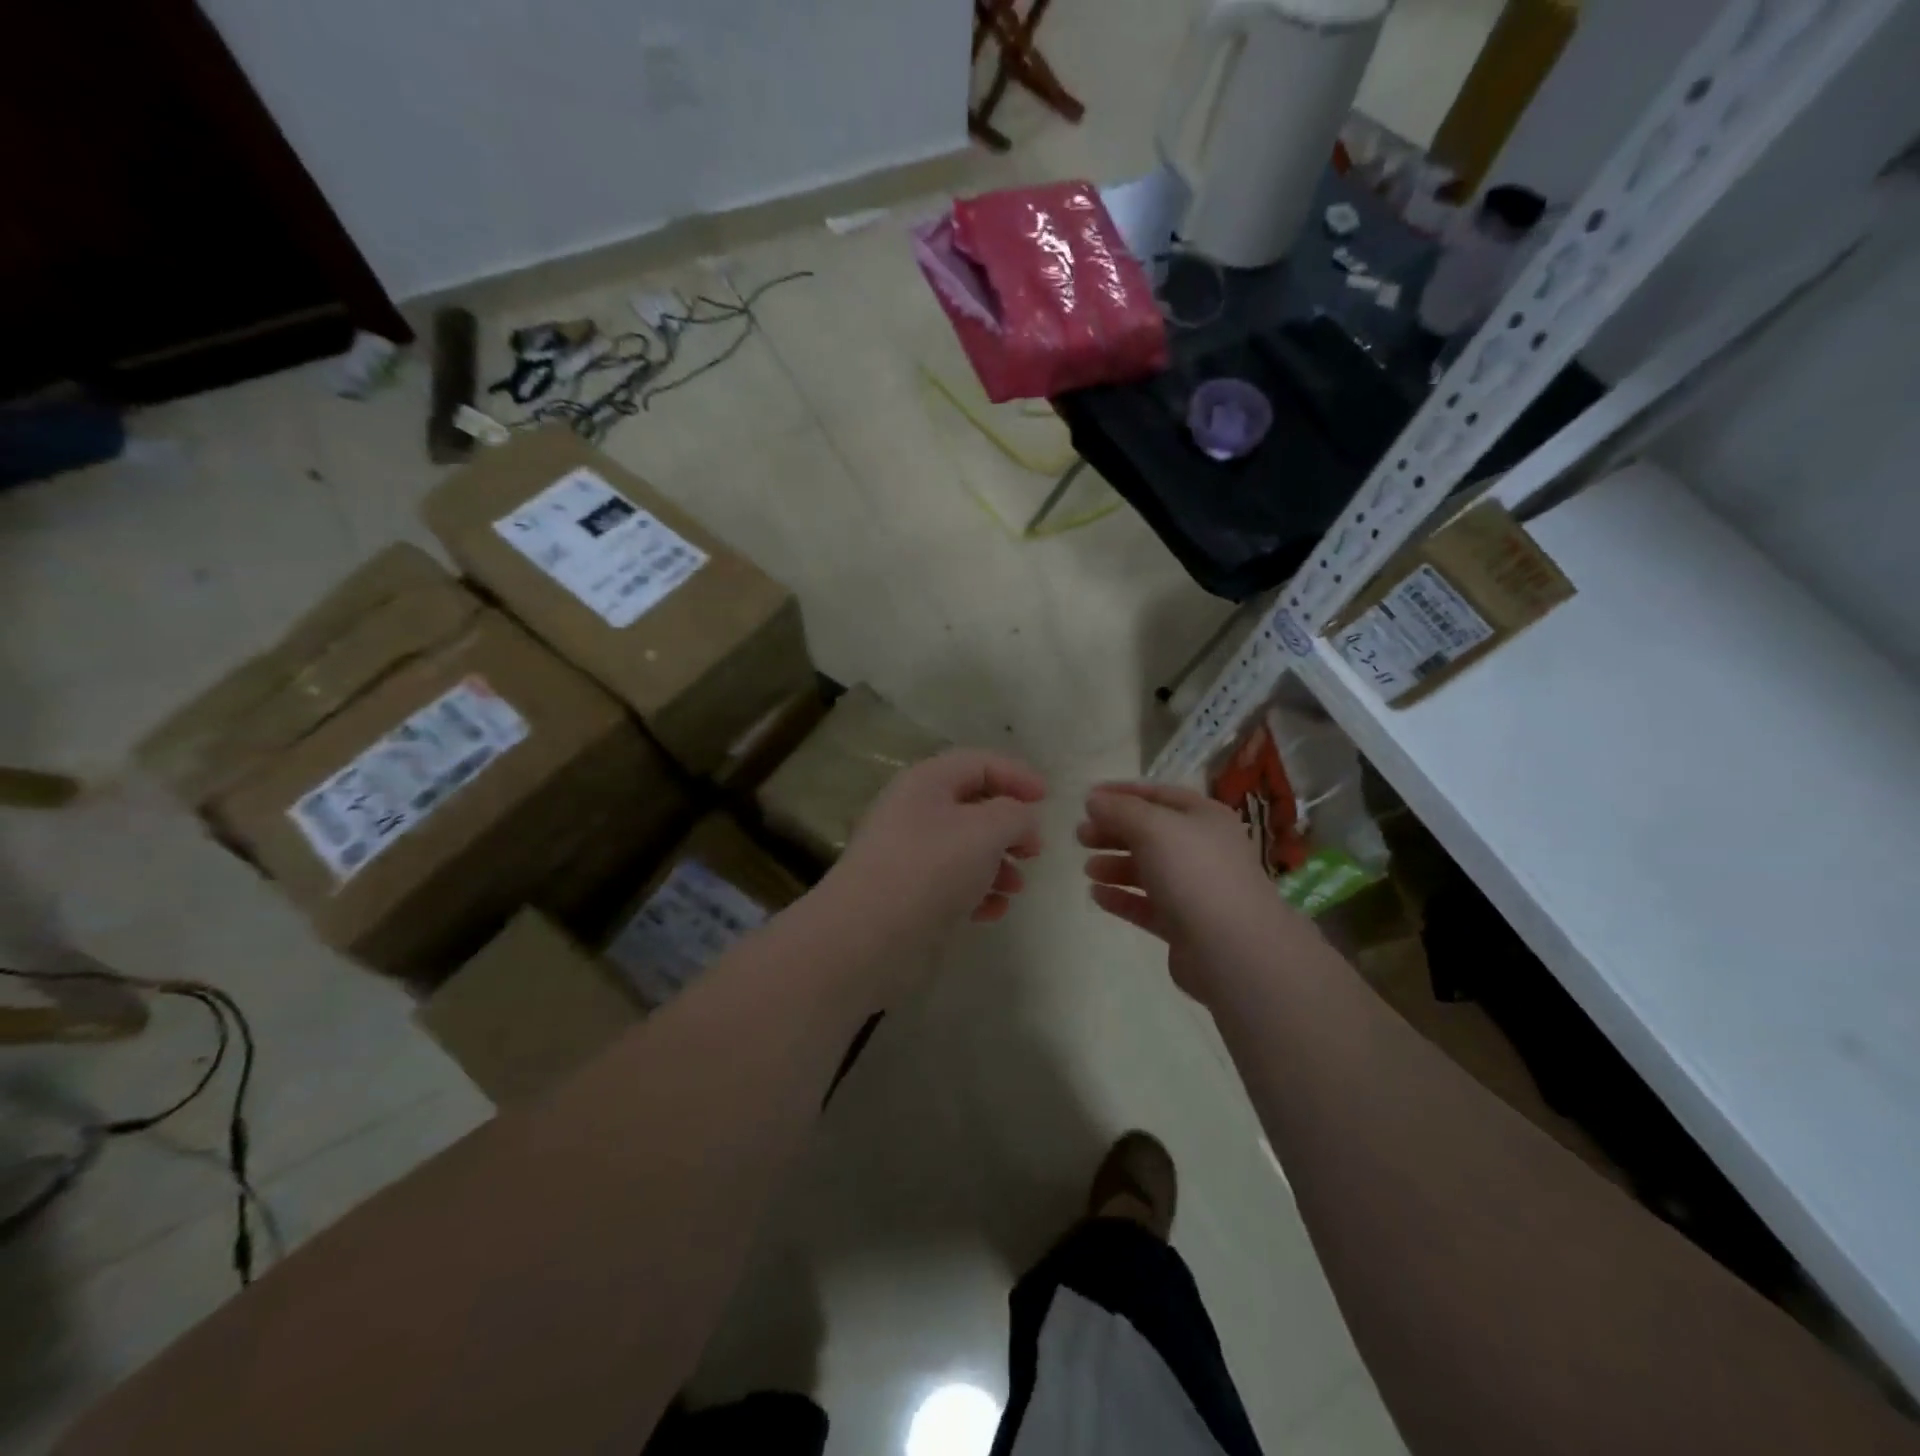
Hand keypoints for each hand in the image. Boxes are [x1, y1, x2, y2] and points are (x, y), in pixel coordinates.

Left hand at [822, 749, 1045, 956]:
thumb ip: (1015, 815)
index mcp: (926, 782)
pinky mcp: (906, 894)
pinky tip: (992, 912)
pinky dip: (977, 892)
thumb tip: (1022, 819)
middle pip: (972, 807)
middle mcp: (913, 811)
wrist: (867, 936)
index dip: (1016, 775)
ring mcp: (907, 855)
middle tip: (1035, 850)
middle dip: (1009, 826)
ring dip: (997, 864)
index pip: (979, 763)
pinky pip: (951, 883)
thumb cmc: (930, 868)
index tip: (1048, 799)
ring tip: (1016, 887)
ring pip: (964, 849)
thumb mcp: (985, 830)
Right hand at [1078, 782, 1306, 1003]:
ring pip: (1148, 870)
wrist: (1233, 949)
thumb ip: (1120, 810)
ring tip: (1087, 869)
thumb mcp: (1154, 828)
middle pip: (1150, 833)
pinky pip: (1147, 904)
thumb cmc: (1195, 874)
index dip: (1121, 793)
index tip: (1086, 799)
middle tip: (1079, 836)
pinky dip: (1122, 898)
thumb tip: (1094, 800)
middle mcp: (1203, 849)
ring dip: (1115, 865)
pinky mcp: (1185, 925)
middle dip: (1113, 831)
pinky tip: (1097, 896)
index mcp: (1204, 817)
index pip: (1158, 794)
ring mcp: (1196, 889)